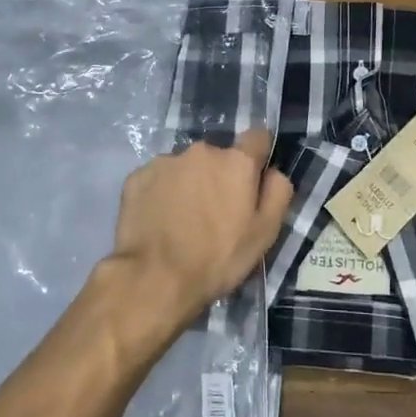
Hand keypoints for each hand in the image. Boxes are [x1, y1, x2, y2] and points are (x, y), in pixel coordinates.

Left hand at [106, 128, 293, 332]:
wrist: (154, 279)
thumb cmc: (217, 258)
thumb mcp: (265, 233)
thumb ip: (278, 192)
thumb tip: (274, 172)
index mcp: (236, 161)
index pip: (257, 137)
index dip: (257, 156)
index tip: (252, 180)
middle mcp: (202, 150)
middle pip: (218, 156)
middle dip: (219, 176)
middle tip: (214, 212)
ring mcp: (166, 161)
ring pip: (186, 167)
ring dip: (189, 184)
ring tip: (182, 220)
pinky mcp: (138, 176)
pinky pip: (158, 178)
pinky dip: (161, 193)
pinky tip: (158, 221)